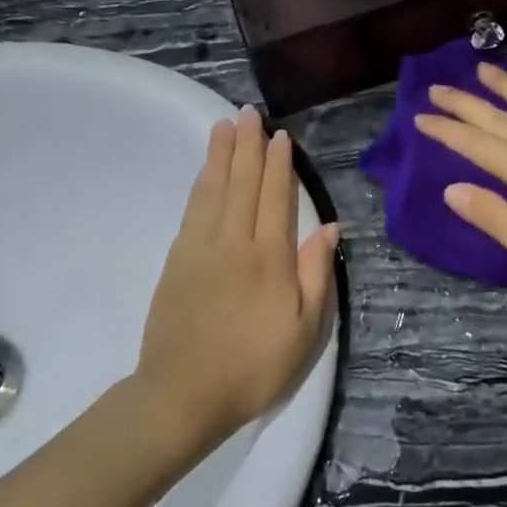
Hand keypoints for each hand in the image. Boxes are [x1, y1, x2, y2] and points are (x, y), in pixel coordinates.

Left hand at [135, 106, 339, 445]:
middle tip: (248, 112)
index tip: (280, 136)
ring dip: (220, 155)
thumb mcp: (305, 329)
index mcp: (270, 258)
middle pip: (242, 184)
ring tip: (224, 126)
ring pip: (213, 190)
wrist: (183, 393)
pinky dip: (200, 185)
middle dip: (248, 146)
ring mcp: (200, 249)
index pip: (276, 198)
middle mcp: (234, 243)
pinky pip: (192, 210)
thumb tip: (329, 227)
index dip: (279, 165)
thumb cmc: (254, 365)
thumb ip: (316, 274)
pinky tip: (204, 173)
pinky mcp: (177, 261)